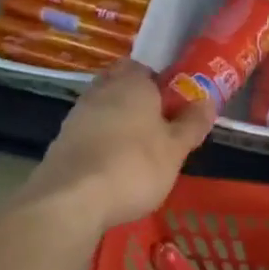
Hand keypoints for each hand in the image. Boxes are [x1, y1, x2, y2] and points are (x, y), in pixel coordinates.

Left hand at [21, 61, 215, 230]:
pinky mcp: (62, 142)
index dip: (161, 85)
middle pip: (122, 87)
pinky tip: (113, 168)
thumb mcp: (175, 149)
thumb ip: (192, 123)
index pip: (146, 69)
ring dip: (119, 124)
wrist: (71, 200)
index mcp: (132, 83)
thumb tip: (207, 101)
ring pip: (104, 110)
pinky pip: (89, 134)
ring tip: (138, 153)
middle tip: (159, 129)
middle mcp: (101, 91)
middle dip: (139, 103)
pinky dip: (102, 144)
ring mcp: (77, 115)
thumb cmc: (134, 166)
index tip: (175, 108)